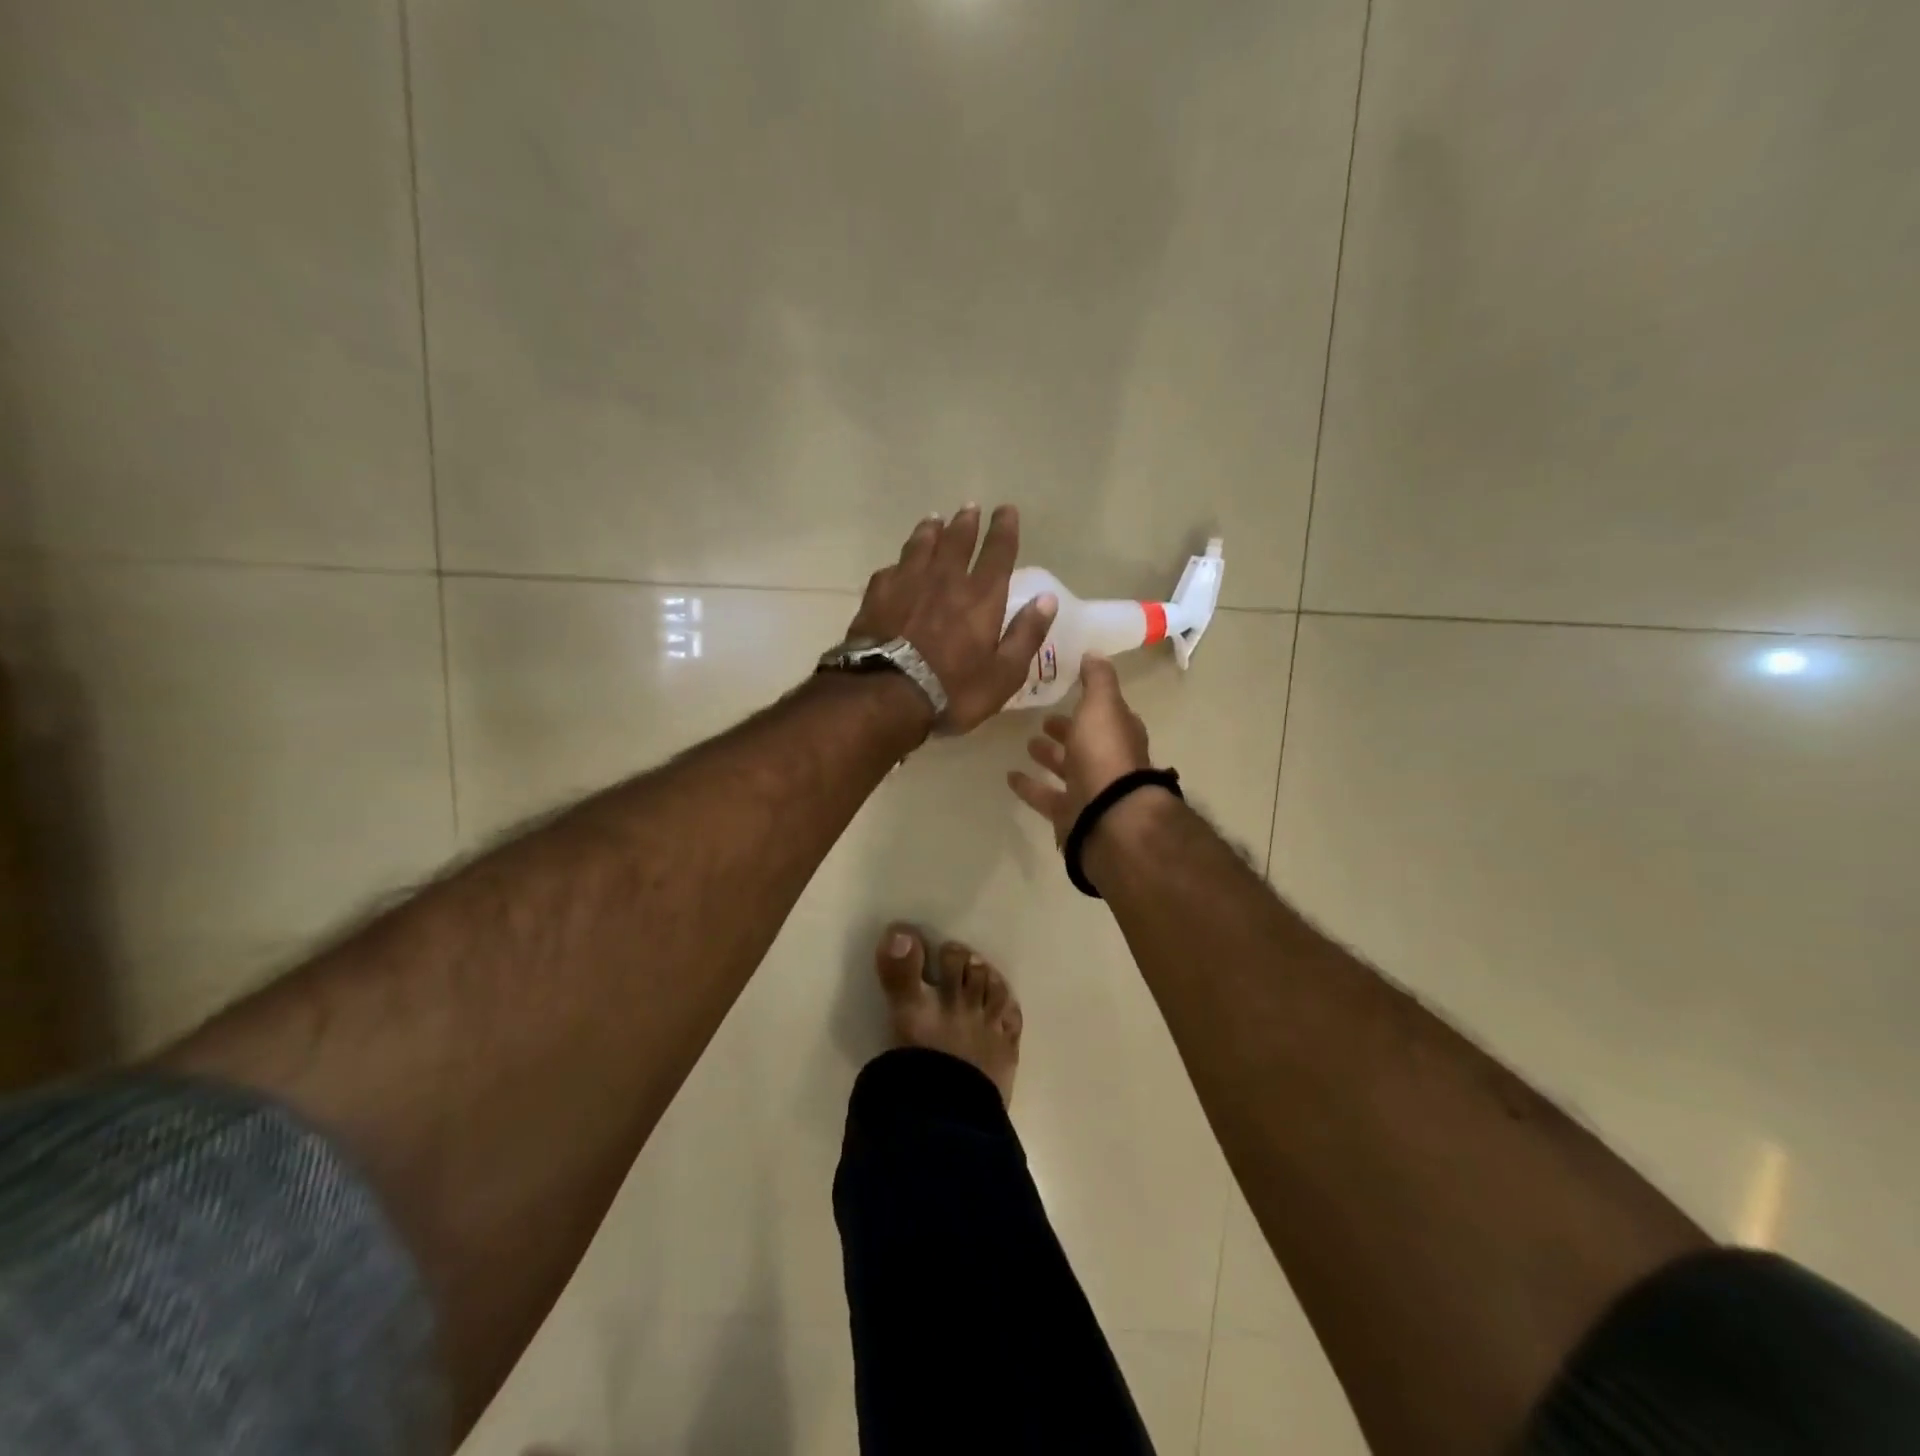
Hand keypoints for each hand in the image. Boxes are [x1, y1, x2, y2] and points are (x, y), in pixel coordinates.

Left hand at [846, 504, 1058, 732]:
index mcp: (981, 597)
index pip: (998, 553)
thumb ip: (1026, 634)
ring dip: (930, 531)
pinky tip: (897, 564)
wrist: (886, 695)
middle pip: (957, 541)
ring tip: (934, 520)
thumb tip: (1047, 600)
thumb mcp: (1004, 673)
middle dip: (966, 522)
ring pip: (921, 547)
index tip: (1007, 510)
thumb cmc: (954, 690)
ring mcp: (907, 584)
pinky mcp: (877, 597)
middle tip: (969, 507)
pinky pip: (891, 570)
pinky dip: (899, 563)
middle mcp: (945, 580)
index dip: (1004, 530)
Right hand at [1006, 655, 1154, 844]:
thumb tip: (1094, 653)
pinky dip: (1030, 787)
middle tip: (1043, 719)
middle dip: (1067, 730)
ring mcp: (1090, 790)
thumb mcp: (1101, 705)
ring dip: (1049, 756)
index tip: (1070, 689)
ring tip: (1027, 743)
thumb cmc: (1105, 754)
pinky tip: (1010, 776)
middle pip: (1086, 742)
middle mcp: (1108, 761)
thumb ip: (1097, 680)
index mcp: (1119, 734)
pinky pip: (1046, 797)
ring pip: (1067, 769)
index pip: (1107, 714)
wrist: (1107, 816)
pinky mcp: (1069, 814)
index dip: (1091, 703)